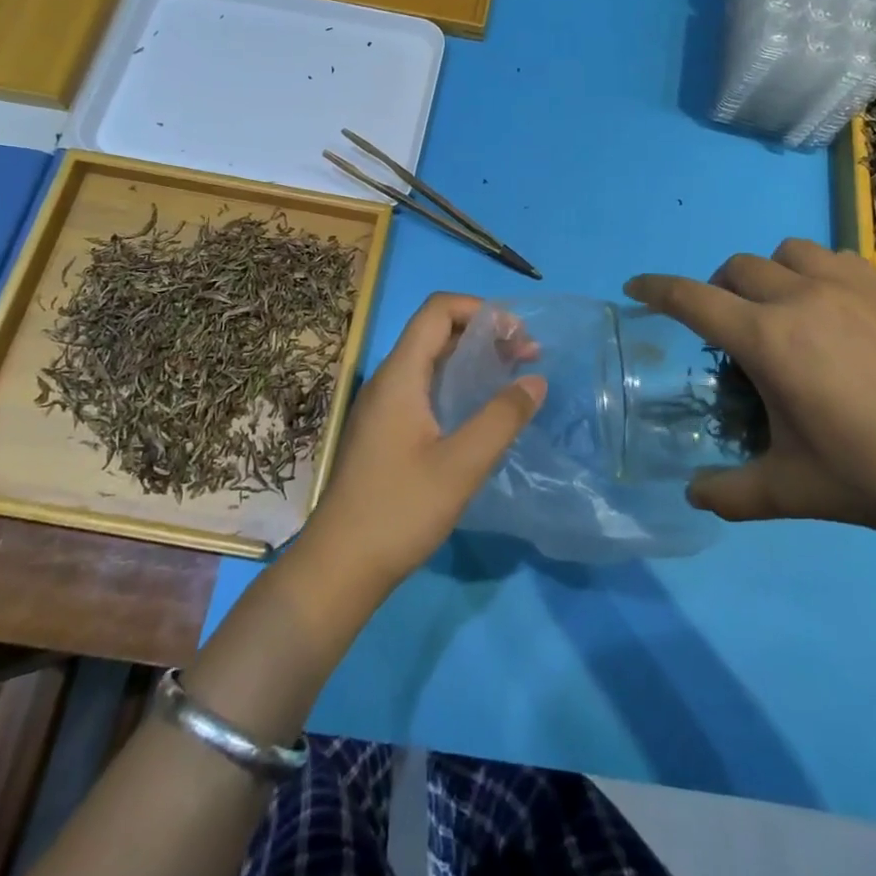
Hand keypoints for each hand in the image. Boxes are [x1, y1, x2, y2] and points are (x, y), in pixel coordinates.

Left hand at [303, 293, 545, 596]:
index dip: (479, 309)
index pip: (437, 310)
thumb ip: (501, 419)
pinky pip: (424, 386)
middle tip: (526, 355)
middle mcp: (388, 380)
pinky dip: (457, 383)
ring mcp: (383, 406)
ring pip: (431, 360)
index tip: (518, 334)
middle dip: (483, 333)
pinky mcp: (385, 430)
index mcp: (400, 375)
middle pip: (436, 331)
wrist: (339, 566)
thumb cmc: (399, 510)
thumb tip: (536, 380)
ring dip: (472, 358)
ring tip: (513, 376)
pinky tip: (481, 410)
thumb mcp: (461, 465)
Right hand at [627, 240, 875, 542]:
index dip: (656, 289)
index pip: (692, 299)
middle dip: (716, 291)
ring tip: (781, 312)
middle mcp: (801, 296)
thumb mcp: (795, 491)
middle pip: (735, 269)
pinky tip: (834, 311)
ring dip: (767, 274)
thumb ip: (732, 492)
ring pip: (785, 252)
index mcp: (769, 339)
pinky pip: (833, 258)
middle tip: (727, 331)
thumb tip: (694, 494)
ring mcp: (850, 285)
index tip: (634, 287)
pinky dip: (814, 273)